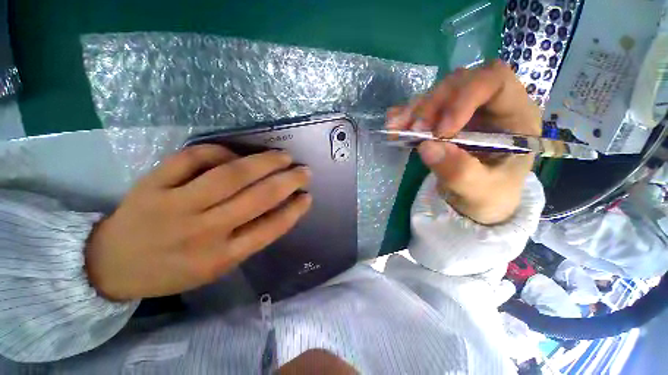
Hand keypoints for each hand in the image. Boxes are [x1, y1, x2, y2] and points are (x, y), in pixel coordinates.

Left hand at [85, 145, 311, 300]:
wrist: (111, 265)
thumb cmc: (172, 270)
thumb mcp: (217, 266)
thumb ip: (248, 238)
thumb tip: (278, 206)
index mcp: (221, 257)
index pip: (271, 228)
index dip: (294, 210)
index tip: (308, 196)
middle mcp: (204, 232)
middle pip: (258, 198)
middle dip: (288, 181)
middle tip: (304, 171)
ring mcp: (176, 206)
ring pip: (231, 175)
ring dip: (264, 162)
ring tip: (283, 156)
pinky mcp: (152, 185)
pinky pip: (193, 158)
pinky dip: (219, 150)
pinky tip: (233, 153)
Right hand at [386, 60, 540, 224]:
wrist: (477, 201)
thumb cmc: (489, 196)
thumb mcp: (479, 192)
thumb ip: (460, 172)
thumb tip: (427, 147)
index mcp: (515, 116)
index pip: (494, 81)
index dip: (464, 97)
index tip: (440, 131)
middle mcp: (489, 105)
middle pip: (459, 83)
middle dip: (433, 104)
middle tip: (414, 130)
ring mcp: (464, 110)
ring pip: (437, 93)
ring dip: (414, 110)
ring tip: (396, 129)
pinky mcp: (443, 119)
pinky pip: (423, 109)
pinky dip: (406, 115)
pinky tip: (394, 124)